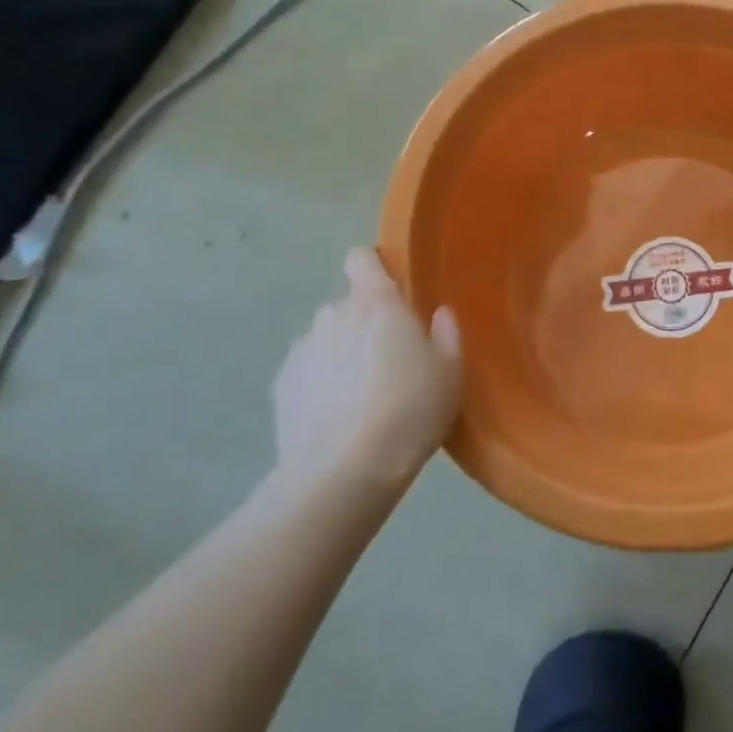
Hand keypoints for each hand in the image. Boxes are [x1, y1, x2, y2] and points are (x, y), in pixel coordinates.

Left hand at [271, 249, 462, 492]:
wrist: (343, 473)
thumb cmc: (409, 410)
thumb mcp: (450, 371)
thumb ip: (446, 333)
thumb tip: (438, 315)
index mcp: (376, 303)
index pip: (361, 259)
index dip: (374, 268)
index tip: (392, 293)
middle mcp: (333, 315)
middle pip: (349, 305)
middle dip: (366, 323)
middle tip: (390, 360)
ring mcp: (302, 350)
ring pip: (327, 339)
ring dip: (342, 354)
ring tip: (362, 396)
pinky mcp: (281, 386)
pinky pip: (308, 372)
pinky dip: (321, 384)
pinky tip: (337, 418)